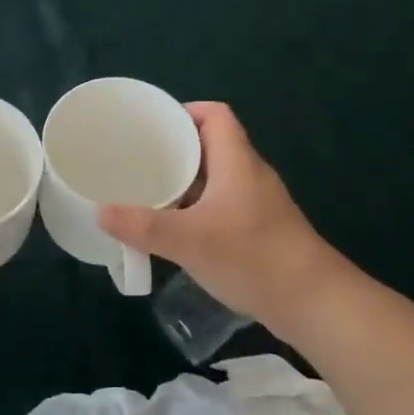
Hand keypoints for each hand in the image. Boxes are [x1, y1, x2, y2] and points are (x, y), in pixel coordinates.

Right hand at [98, 102, 343, 335]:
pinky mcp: (258, 229)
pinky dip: (195, 208)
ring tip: (146, 191)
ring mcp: (256, 203)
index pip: (215, 115)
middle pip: (210, 145)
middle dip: (173, 149)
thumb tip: (100, 212)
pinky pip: (220, 204)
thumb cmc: (253, 257)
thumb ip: (143, 226)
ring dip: (183, 182)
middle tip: (137, 160)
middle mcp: (249, 175)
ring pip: (214, 178)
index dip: (184, 111)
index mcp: (237, 162)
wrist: (313, 302)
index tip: (150, 126)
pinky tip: (174, 228)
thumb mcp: (190, 241)